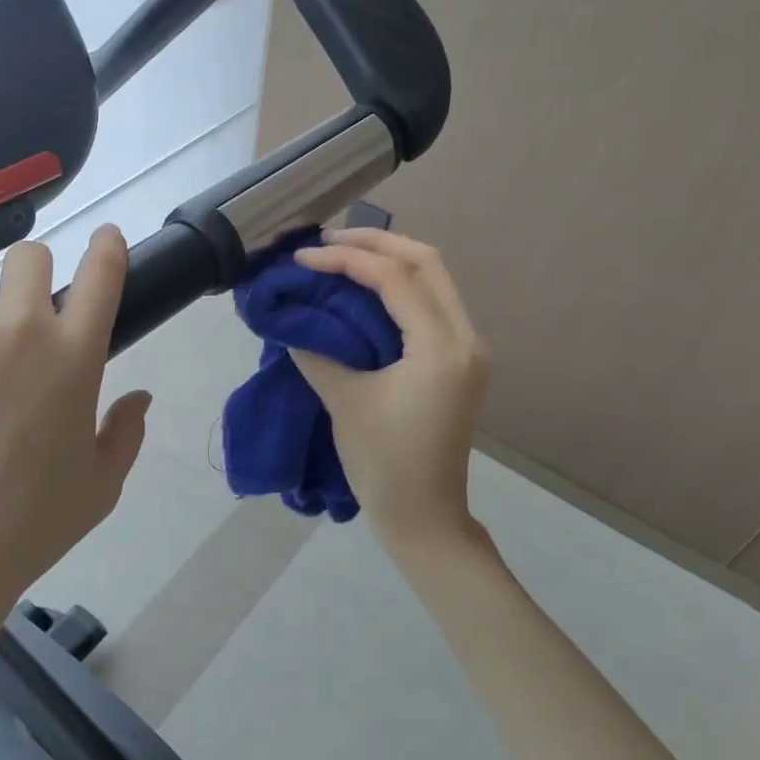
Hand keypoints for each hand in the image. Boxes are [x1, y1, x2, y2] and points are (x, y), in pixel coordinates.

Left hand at [0, 228, 151, 680]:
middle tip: (7, 314)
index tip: (102, 240)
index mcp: (75, 358)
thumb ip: (126, 435)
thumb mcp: (97, 492)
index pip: (102, 272)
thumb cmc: (18, 537)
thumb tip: (141, 396)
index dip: (105, 248)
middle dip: (27, 277)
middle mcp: (19, 326)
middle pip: (31, 254)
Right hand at [291, 229, 488, 548]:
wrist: (424, 517)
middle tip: (327, 242)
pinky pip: (432, 303)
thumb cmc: (384, 464)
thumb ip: (317, 351)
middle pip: (426, 262)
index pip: (395, 279)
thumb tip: (292, 320)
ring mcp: (468, 349)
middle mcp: (466, 338)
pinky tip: (365, 289)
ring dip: (389, 260)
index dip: (346, 260)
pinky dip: (399, 286)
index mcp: (442, 348)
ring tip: (342, 256)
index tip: (303, 259)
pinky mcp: (459, 361)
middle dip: (375, 243)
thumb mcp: (345, 402)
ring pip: (434, 279)